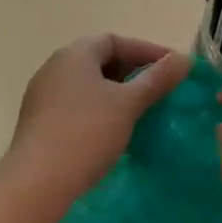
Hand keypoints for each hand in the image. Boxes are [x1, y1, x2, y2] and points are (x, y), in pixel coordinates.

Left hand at [4, 35, 189, 211]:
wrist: (37, 182)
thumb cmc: (87, 132)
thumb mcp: (128, 104)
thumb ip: (157, 79)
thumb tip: (184, 59)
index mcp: (74, 54)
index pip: (114, 40)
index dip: (147, 51)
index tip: (173, 68)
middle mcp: (54, 67)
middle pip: (99, 60)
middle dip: (132, 72)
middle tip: (160, 90)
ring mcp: (43, 95)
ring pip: (88, 85)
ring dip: (116, 93)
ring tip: (142, 112)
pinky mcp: (39, 122)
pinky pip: (76, 105)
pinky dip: (99, 110)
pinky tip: (115, 131)